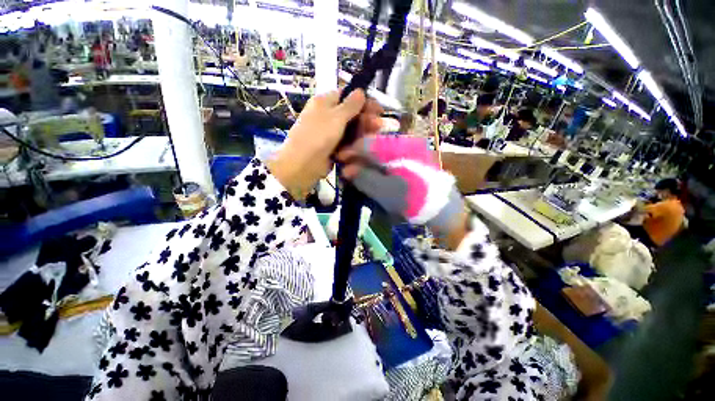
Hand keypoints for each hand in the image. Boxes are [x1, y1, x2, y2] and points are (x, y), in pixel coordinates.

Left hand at [267, 89, 382, 198]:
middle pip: (353, 117)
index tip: (378, 110)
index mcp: (325, 103)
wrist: (301, 166)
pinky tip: (345, 161)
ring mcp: (330, 135)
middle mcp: (328, 117)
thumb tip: (360, 90)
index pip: (348, 97)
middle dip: (365, 124)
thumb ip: (351, 105)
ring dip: (355, 145)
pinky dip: (348, 156)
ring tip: (349, 154)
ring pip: (352, 136)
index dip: (364, 103)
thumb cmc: (318, 136)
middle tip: (378, 128)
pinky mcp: (333, 150)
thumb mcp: (336, 117)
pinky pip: (346, 149)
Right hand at [337, 135, 466, 246]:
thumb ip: (365, 178)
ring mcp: (406, 152)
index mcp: (398, 148)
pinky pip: (386, 159)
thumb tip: (346, 170)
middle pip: (373, 144)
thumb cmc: (415, 199)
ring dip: (366, 161)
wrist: (442, 208)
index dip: (351, 150)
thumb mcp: (387, 191)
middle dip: (357, 156)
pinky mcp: (408, 161)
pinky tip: (371, 174)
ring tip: (357, 174)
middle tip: (347, 170)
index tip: (339, 159)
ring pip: (378, 151)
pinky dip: (376, 166)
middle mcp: (402, 144)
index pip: (368, 142)